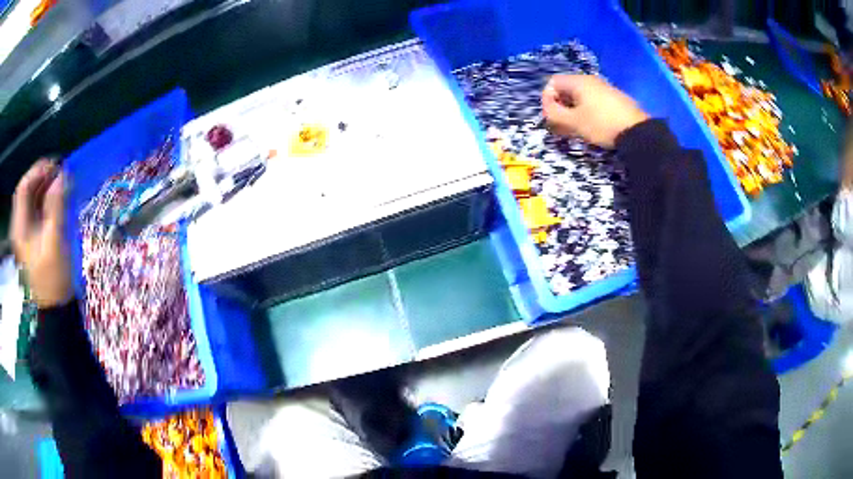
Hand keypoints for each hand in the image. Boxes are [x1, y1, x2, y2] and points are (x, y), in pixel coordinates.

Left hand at [11, 160, 71, 307]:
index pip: (23, 187)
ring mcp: (25, 233)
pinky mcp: (32, 237)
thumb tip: (63, 175)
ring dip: (44, 185)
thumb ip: (56, 206)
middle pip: (26, 190)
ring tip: (60, 181)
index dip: (37, 171)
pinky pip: (36, 209)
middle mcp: (19, 226)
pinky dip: (45, 198)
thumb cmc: (53, 279)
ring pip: (31, 198)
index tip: (55, 167)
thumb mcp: (55, 242)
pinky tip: (57, 198)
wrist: (56, 309)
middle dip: (41, 176)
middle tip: (59, 171)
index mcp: (20, 228)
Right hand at [542, 74, 648, 147]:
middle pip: (567, 89)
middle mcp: (591, 80)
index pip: (552, 82)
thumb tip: (547, 108)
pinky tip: (593, 125)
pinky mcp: (615, 99)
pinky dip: (588, 110)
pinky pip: (594, 101)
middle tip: (562, 125)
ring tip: (577, 127)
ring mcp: (605, 88)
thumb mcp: (574, 122)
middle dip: (560, 105)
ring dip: (573, 110)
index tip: (551, 116)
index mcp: (578, 81)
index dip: (547, 98)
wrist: (637, 132)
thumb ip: (554, 113)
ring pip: (581, 96)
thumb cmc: (601, 124)